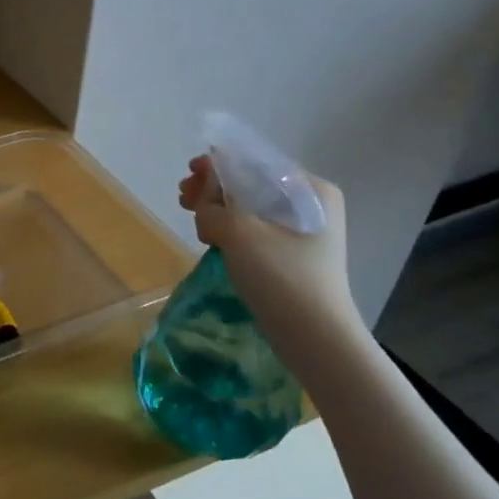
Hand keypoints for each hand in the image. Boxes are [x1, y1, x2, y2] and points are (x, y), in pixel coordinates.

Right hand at [178, 154, 359, 345]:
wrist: (314, 337)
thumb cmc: (281, 275)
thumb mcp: (238, 231)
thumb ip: (212, 205)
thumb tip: (203, 200)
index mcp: (311, 189)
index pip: (256, 162)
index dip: (219, 164)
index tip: (189, 173)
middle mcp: (313, 204)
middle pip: (252, 183)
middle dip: (215, 188)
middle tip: (183, 197)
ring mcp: (304, 232)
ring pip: (250, 208)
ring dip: (218, 208)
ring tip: (193, 216)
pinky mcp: (292, 254)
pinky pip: (255, 229)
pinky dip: (230, 228)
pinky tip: (210, 237)